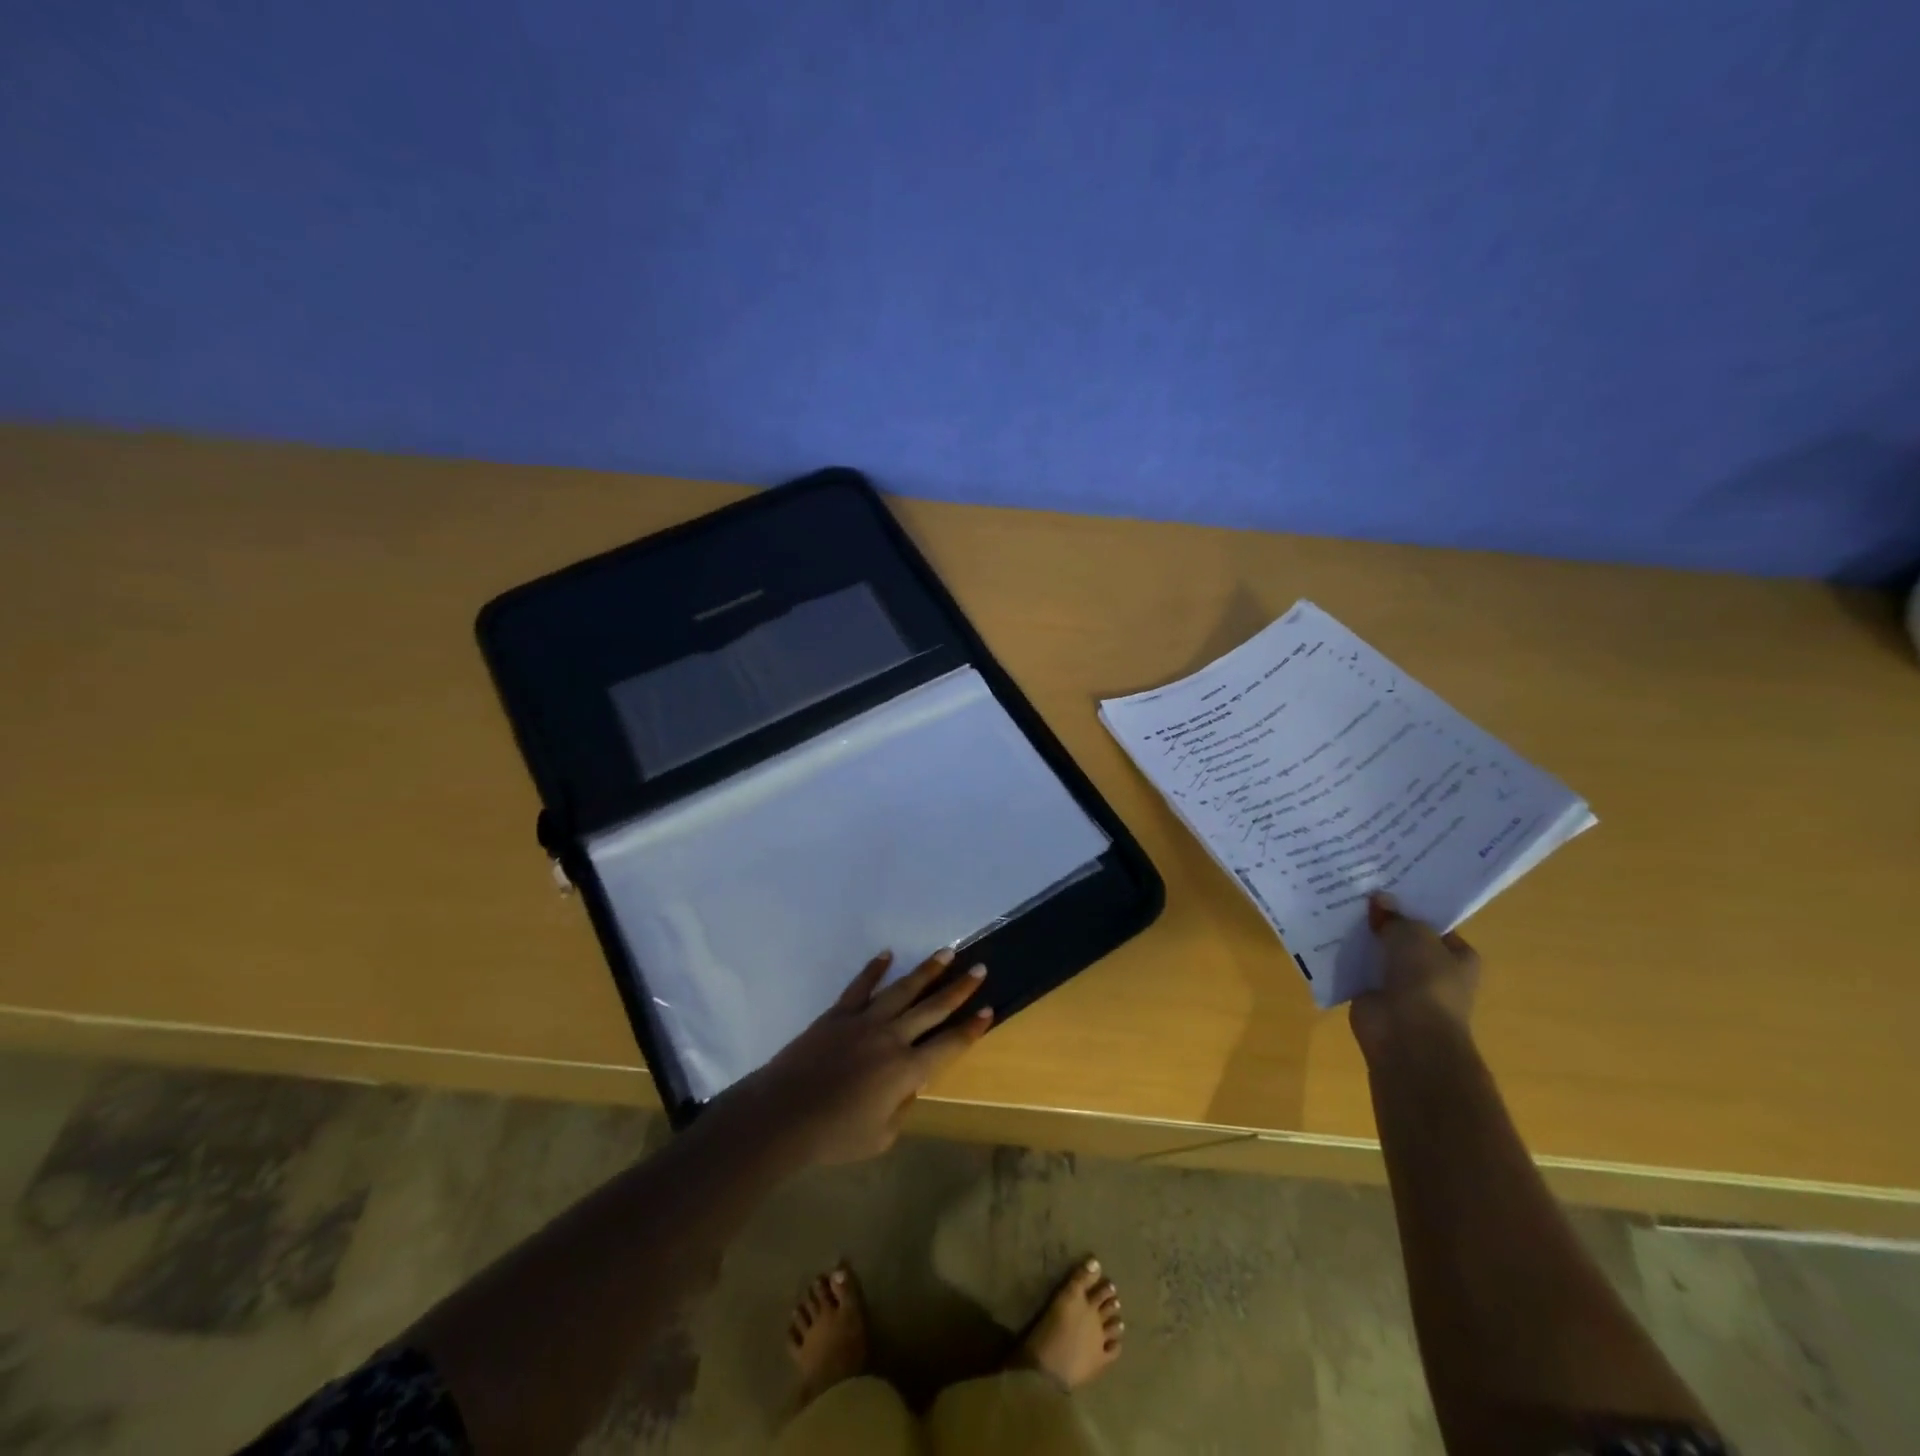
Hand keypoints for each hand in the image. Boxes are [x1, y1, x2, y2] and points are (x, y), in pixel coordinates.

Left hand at [733, 948, 992, 1165]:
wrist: (782, 1115)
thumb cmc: (833, 1135)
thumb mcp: (880, 1137)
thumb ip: (902, 1108)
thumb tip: (910, 1085)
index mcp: (905, 1071)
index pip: (947, 1045)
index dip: (970, 1029)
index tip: (988, 1010)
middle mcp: (891, 1038)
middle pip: (932, 1008)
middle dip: (959, 988)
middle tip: (980, 968)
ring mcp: (863, 1021)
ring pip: (902, 989)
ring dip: (927, 971)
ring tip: (946, 953)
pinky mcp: (838, 1013)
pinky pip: (860, 986)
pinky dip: (874, 969)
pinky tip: (887, 955)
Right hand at [1348, 893, 1479, 1061]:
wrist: (1406, 1033)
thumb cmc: (1425, 979)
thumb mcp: (1413, 934)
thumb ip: (1396, 916)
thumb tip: (1380, 899)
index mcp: (1458, 957)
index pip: (1434, 925)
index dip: (1411, 906)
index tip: (1385, 886)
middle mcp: (1433, 972)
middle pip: (1403, 938)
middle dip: (1382, 922)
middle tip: (1355, 893)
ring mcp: (1402, 987)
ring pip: (1378, 954)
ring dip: (1361, 940)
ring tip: (1334, 908)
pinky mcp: (1373, 998)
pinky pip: (1356, 970)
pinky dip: (1343, 958)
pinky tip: (1324, 936)